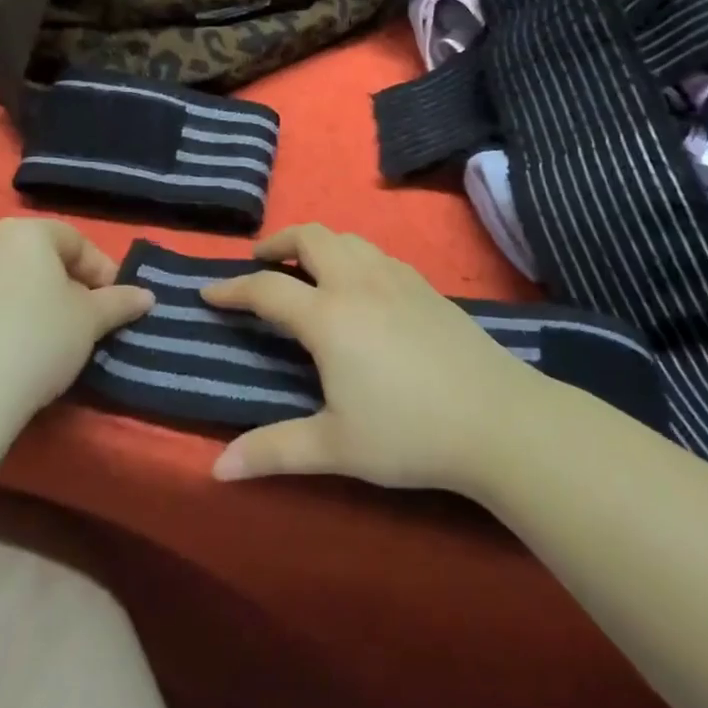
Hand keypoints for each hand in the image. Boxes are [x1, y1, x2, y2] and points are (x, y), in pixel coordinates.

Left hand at [0, 219, 152, 427]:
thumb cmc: (35, 342)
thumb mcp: (90, 321)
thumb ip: (119, 302)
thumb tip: (146, 296)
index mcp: (23, 233)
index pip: (75, 241)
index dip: (102, 270)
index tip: (115, 304)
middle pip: (37, 259)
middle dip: (65, 286)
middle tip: (84, 322)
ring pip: (6, 283)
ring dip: (31, 304)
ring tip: (48, 343)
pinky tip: (9, 357)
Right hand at [202, 225, 545, 492]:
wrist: (498, 419)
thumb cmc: (410, 433)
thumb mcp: (335, 447)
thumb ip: (274, 451)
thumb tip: (217, 470)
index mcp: (329, 317)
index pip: (267, 289)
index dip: (232, 288)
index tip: (209, 292)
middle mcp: (358, 283)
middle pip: (310, 237)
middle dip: (277, 243)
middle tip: (260, 265)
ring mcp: (396, 278)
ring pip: (347, 237)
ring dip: (317, 244)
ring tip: (306, 270)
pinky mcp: (425, 285)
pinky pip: (376, 252)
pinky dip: (352, 254)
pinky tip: (359, 285)